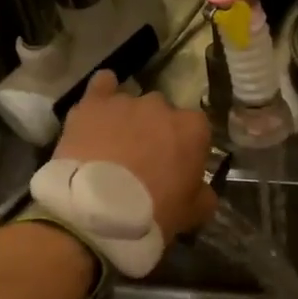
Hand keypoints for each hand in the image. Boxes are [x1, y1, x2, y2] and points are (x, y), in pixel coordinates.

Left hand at [54, 72, 217, 237]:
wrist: (96, 212)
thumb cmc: (153, 212)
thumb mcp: (193, 213)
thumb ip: (204, 195)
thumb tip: (203, 190)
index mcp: (193, 129)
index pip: (196, 130)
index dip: (186, 149)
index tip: (176, 168)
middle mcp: (162, 106)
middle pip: (163, 114)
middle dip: (155, 132)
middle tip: (143, 161)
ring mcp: (126, 101)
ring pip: (132, 104)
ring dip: (127, 120)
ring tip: (113, 147)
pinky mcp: (93, 104)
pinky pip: (101, 85)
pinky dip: (102, 93)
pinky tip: (99, 107)